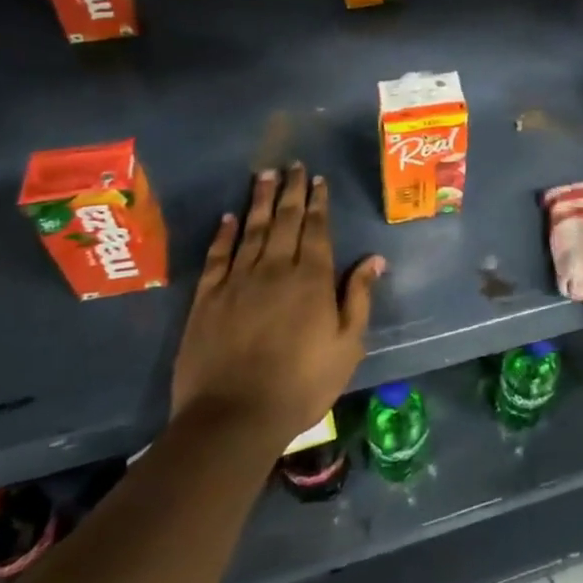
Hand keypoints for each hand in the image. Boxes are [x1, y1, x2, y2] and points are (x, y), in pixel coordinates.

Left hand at [171, 164, 384, 444]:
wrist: (233, 418)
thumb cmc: (301, 384)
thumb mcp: (347, 345)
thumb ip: (359, 298)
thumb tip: (375, 258)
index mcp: (312, 279)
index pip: (317, 229)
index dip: (318, 202)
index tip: (318, 180)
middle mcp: (275, 269)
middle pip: (284, 220)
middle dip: (291, 190)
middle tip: (293, 165)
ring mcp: (238, 281)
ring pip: (252, 229)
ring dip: (259, 200)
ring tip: (264, 175)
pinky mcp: (207, 299)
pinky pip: (217, 256)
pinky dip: (224, 234)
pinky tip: (228, 217)